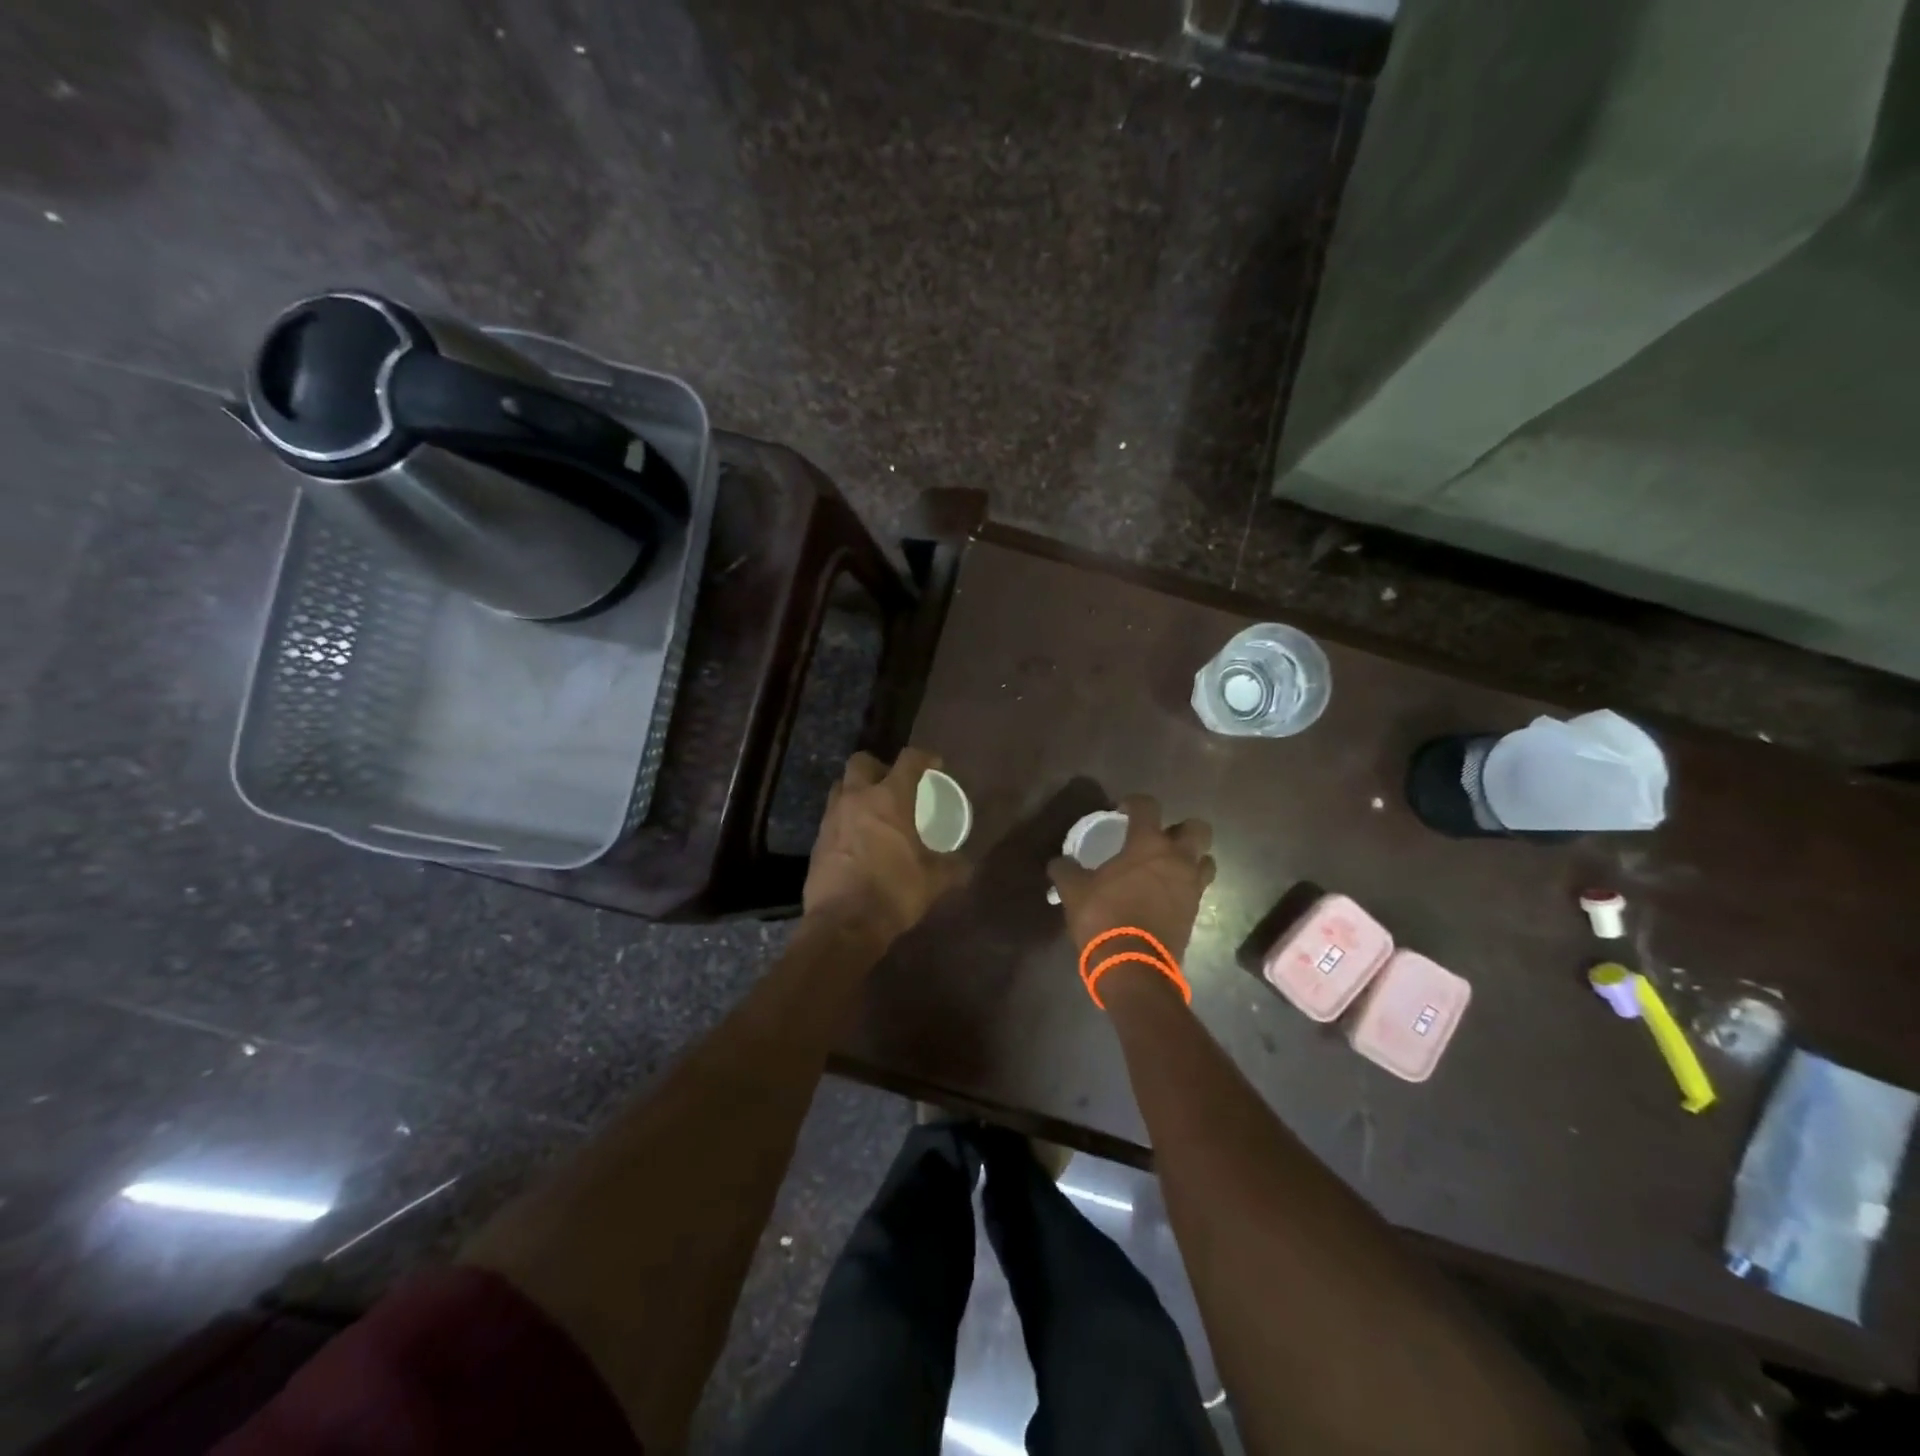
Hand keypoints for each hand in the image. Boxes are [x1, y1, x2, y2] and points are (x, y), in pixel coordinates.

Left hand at [804, 749, 969, 945]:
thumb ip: (951, 868)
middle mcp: (857, 799)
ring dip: (856, 791)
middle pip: (862, 761)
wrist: (843, 923)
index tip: (934, 765)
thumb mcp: (933, 881)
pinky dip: (845, 819)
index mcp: (890, 799)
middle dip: (878, 767)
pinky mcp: (817, 840)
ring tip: (873, 811)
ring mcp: (832, 818)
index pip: (908, 759)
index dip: (924, 757)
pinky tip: (858, 840)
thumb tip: (966, 866)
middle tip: (893, 785)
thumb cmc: (894, 892)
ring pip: (841, 786)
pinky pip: (832, 816)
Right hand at [1047, 795, 1215, 963]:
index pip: (1148, 806)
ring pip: (1205, 860)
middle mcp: (1177, 859)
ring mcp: (1191, 887)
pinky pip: (1198, 889)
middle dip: (1181, 829)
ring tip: (1167, 869)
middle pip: (1198, 829)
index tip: (1123, 810)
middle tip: (1158, 840)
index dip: (1135, 803)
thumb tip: (1058, 863)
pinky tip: (1165, 896)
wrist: (1133, 966)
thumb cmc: (1104, 917)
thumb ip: (1065, 870)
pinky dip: (1186, 887)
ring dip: (1191, 859)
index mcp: (1148, 844)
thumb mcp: (1074, 891)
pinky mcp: (1196, 912)